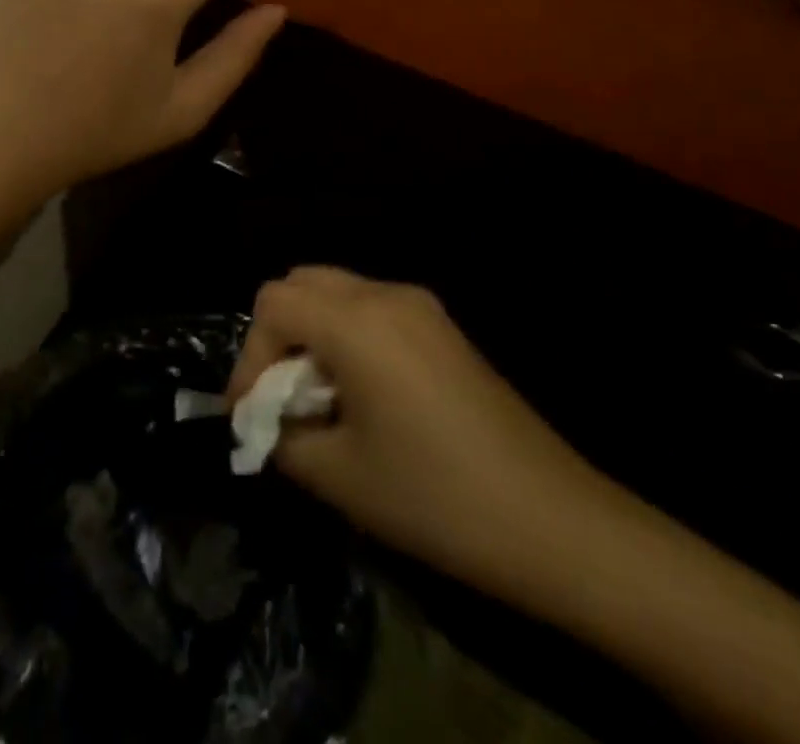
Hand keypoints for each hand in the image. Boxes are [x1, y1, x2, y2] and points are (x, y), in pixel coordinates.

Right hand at [228, 268, 618, 604]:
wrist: (549, 517)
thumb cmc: (434, 497)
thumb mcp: (339, 475)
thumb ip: (283, 436)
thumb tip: (266, 418)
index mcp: (356, 322)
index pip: (273, 304)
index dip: (250, 357)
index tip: (249, 414)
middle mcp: (385, 295)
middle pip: (302, 282)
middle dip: (277, 335)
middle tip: (279, 396)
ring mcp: (419, 305)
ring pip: (337, 290)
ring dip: (311, 332)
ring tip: (317, 397)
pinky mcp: (441, 325)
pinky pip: (371, 307)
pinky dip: (345, 334)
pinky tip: (359, 391)